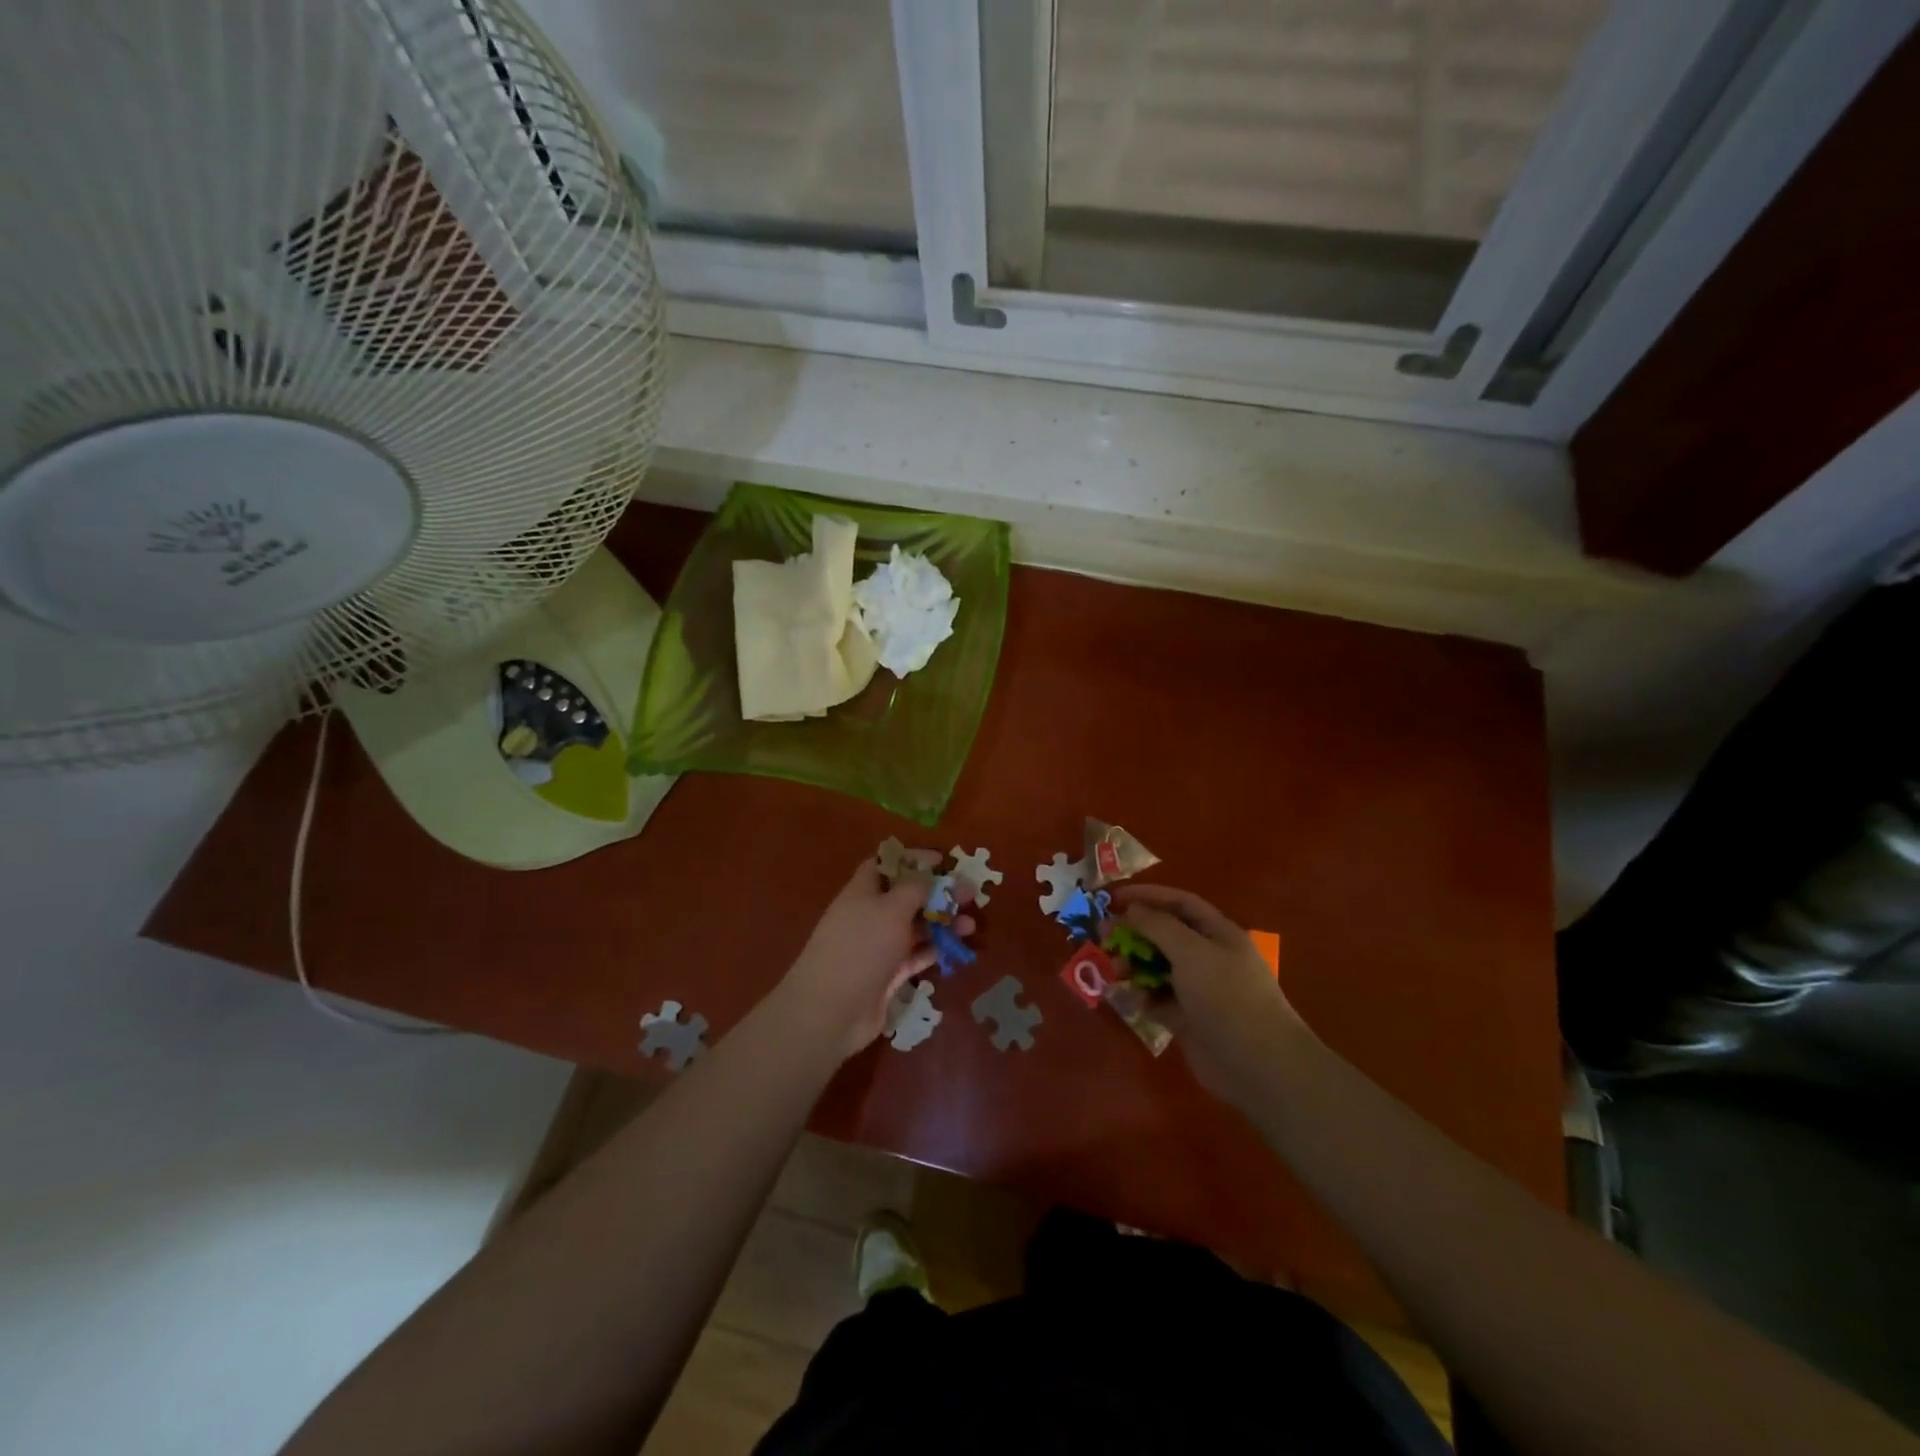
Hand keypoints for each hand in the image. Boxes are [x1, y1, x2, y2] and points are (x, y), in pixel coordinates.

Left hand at [776, 858, 972, 1060]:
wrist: (831, 1011)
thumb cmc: (861, 947)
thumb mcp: (891, 909)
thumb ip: (914, 888)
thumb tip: (927, 874)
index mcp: (863, 891)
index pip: (886, 864)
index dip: (913, 859)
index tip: (942, 861)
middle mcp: (870, 915)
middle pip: (907, 896)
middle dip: (938, 893)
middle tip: (970, 895)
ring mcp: (878, 947)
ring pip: (915, 927)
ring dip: (942, 923)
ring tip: (970, 927)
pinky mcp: (886, 975)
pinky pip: (915, 956)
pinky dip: (934, 950)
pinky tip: (956, 949)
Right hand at [1113, 885, 1310, 1097]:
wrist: (1258, 1065)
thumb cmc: (1227, 996)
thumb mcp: (1191, 952)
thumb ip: (1157, 926)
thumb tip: (1131, 910)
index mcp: (1218, 933)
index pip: (1180, 903)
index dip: (1148, 896)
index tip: (1113, 899)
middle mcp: (1209, 957)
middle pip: (1165, 935)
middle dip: (1135, 933)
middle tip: (1103, 937)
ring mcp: (1200, 990)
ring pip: (1158, 968)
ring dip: (1135, 965)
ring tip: (1116, 971)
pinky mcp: (1189, 1020)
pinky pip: (1159, 1000)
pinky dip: (1143, 997)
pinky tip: (1131, 1000)